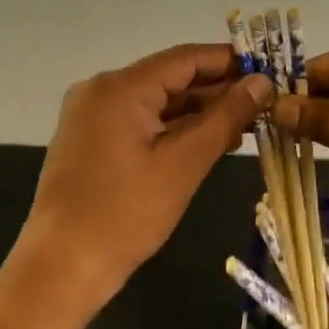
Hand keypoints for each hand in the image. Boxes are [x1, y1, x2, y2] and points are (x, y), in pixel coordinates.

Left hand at [13, 44, 272, 312]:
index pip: (186, 58)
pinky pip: (140, 120)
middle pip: (171, 77)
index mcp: (121, 86)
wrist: (60, 270)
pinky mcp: (90, 138)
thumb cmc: (126, 215)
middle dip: (217, 90)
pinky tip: (207, 141)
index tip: (268, 71)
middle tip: (263, 104)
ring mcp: (92, 114)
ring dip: (198, 112)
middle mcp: (103, 88)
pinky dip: (173, 128)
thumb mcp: (184, 163)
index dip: (229, 62)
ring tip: (244, 125)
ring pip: (157, 100)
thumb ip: (226, 117)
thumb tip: (262, 82)